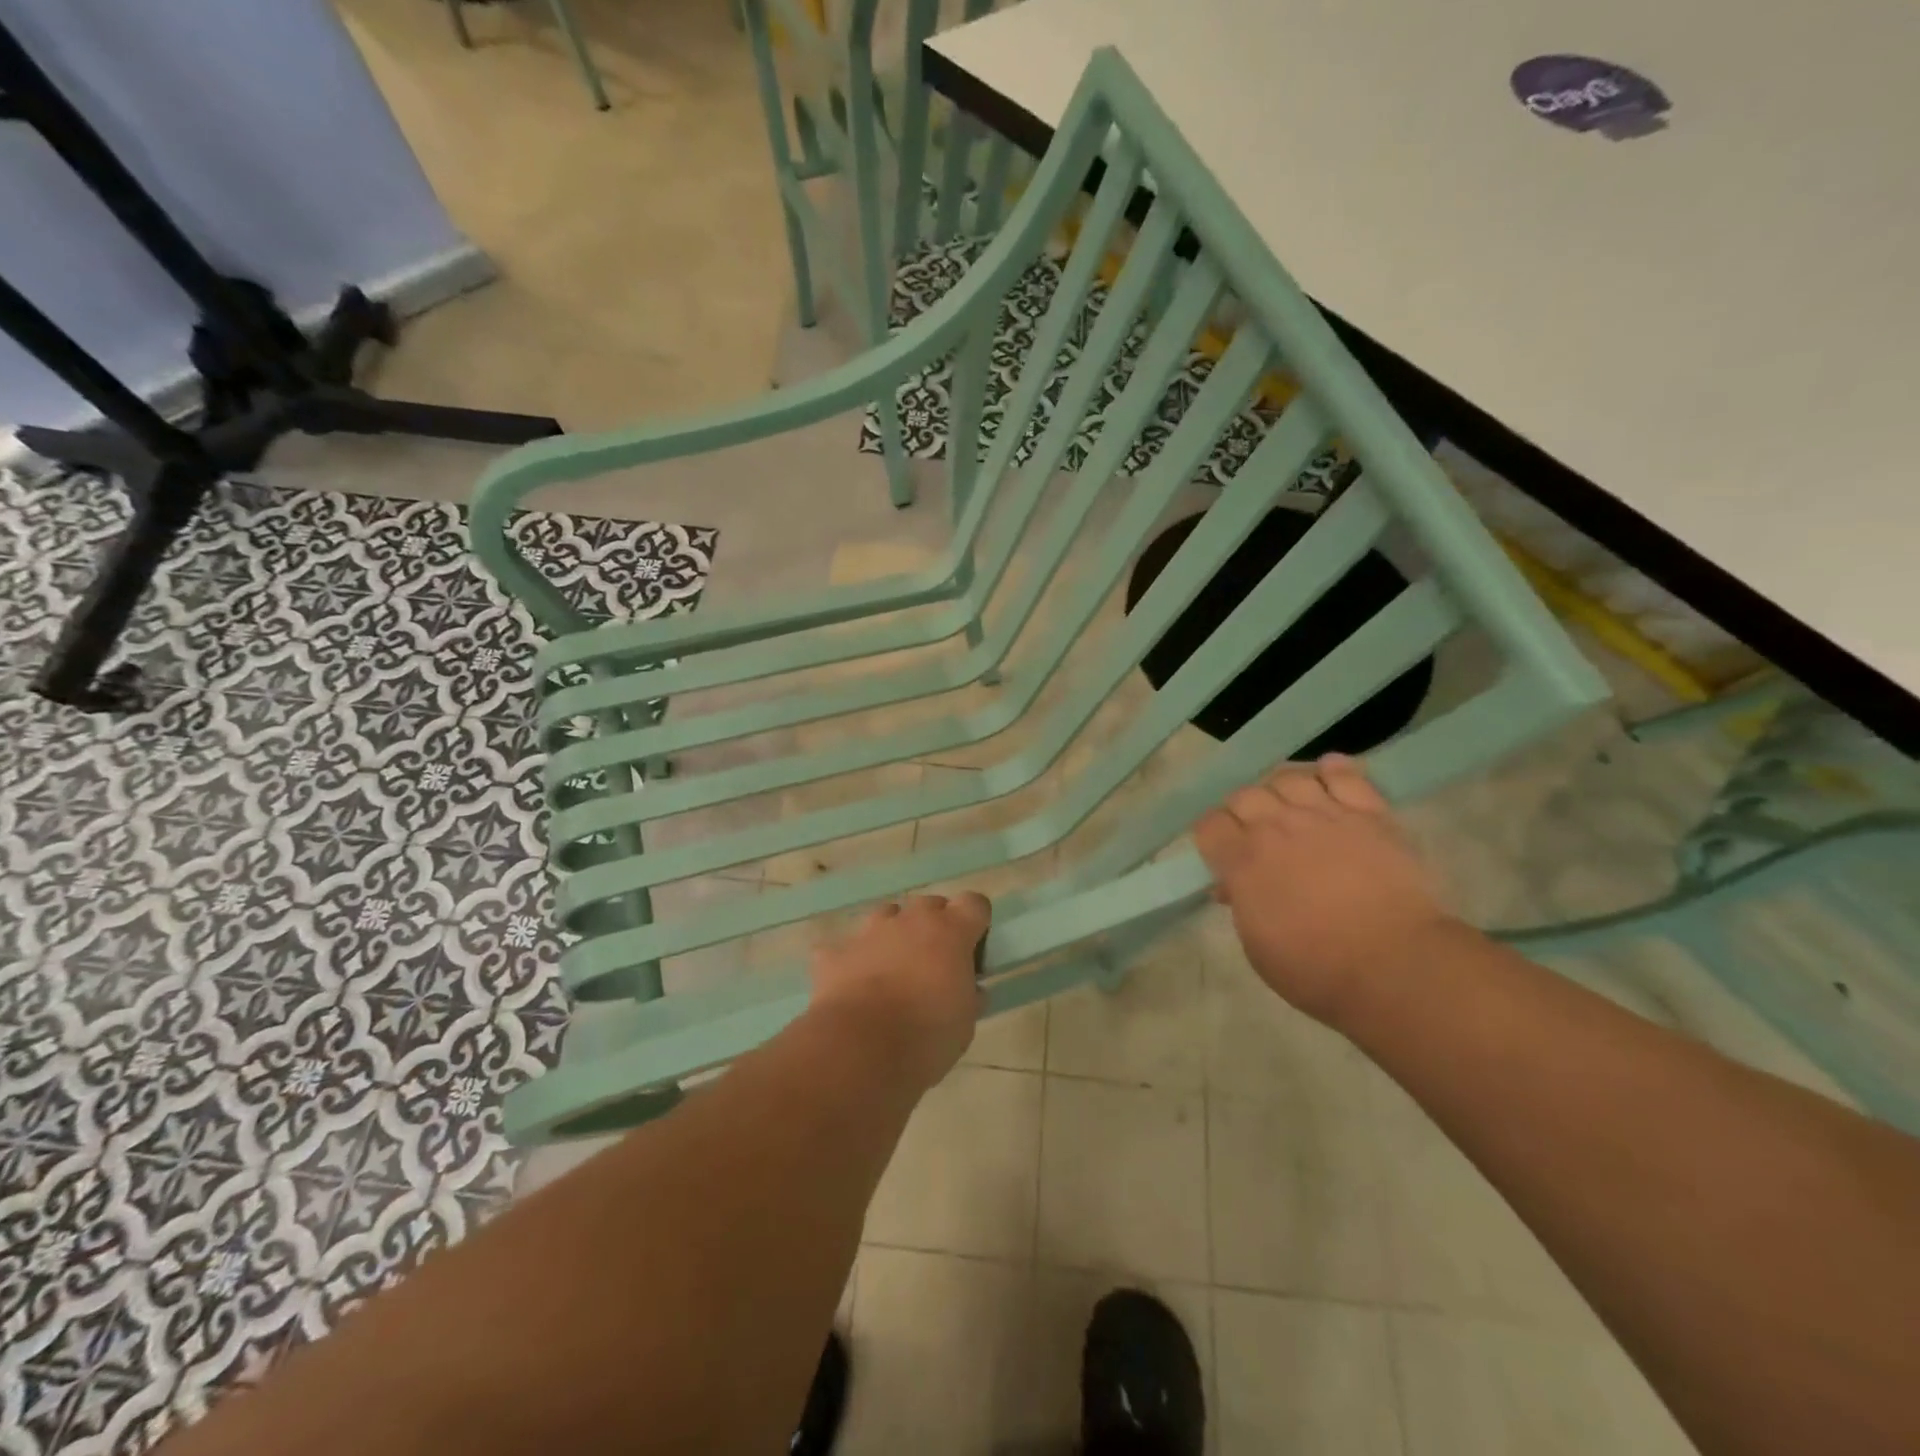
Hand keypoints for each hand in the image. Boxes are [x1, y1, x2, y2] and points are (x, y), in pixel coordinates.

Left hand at [808, 892, 991, 1092]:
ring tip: (892, 972)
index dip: (975, 923)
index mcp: (951, 931)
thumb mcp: (966, 1021)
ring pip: (887, 916)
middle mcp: (911, 919)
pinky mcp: (835, 952)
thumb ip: (969, 993)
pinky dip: (851, 962)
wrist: (862, 1049)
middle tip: (933, 965)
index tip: (972, 950)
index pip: (974, 903)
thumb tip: (968, 989)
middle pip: (929, 905)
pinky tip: (851, 988)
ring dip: (893, 936)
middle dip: (933, 927)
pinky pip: (845, 948)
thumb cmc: (927, 1035)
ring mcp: (870, 931)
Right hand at [1195, 755, 1455, 1026]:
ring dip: (1281, 789)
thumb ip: (1242, 905)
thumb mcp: (1257, 947)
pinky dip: (1334, 770)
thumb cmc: (1316, 969)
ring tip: (1290, 805)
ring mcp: (1325, 815)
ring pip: (1289, 777)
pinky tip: (1329, 774)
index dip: (1212, 835)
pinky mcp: (1370, 815)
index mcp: (1243, 860)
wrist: (1396, 965)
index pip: (1210, 824)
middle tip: (1255, 833)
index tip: (1220, 851)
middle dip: (1242, 811)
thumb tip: (1233, 885)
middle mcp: (1277, 827)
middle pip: (1245, 795)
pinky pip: (1346, 775)